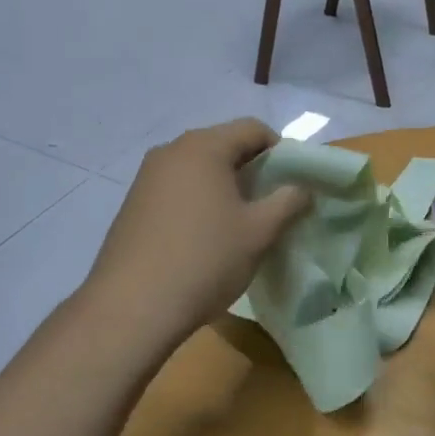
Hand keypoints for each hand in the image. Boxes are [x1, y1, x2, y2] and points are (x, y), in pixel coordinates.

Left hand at [81, 119, 310, 352]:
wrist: (132, 306)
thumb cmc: (205, 259)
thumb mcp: (259, 232)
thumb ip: (288, 202)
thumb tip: (302, 187)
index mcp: (204, 146)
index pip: (252, 129)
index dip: (281, 150)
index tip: (293, 183)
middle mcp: (171, 151)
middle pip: (223, 144)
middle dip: (252, 169)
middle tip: (271, 204)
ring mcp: (146, 176)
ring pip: (198, 168)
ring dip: (224, 185)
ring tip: (239, 222)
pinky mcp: (133, 203)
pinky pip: (176, 188)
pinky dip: (198, 200)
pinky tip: (204, 236)